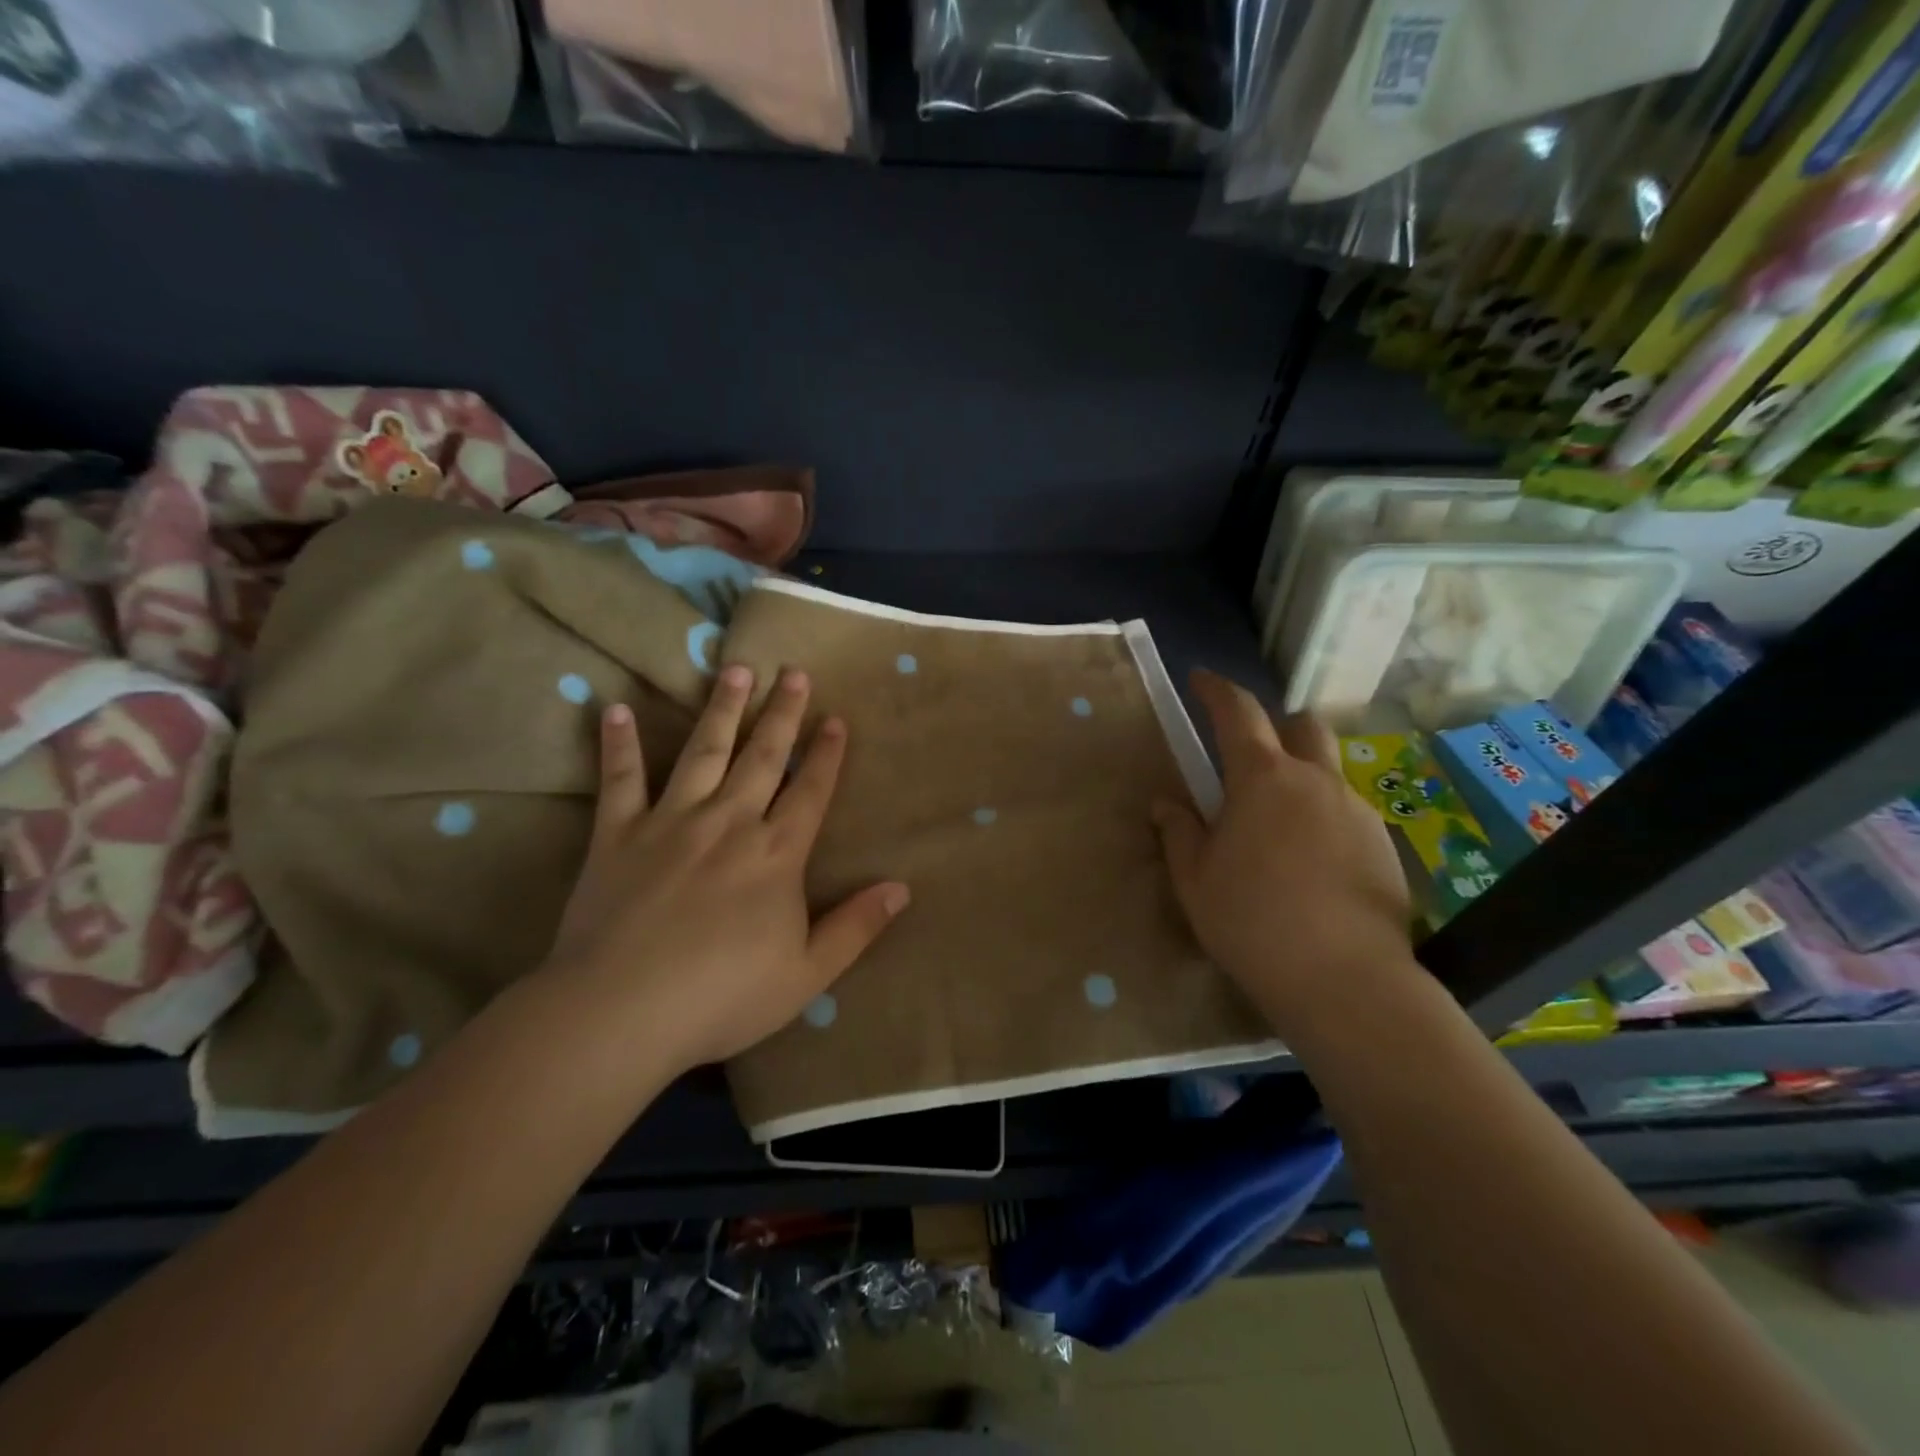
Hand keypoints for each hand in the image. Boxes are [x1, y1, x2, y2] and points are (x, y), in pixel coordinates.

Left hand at [544, 664, 909, 1072]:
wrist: (620, 1013)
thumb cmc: (721, 997)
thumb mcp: (807, 974)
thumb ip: (856, 927)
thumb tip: (903, 888)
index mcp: (776, 855)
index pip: (811, 792)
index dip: (827, 754)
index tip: (835, 717)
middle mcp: (729, 823)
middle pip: (763, 757)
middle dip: (782, 713)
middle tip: (793, 672)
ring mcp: (671, 823)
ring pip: (703, 752)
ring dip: (722, 709)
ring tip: (735, 670)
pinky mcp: (618, 835)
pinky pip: (620, 781)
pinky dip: (619, 745)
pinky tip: (616, 710)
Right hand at [1151, 671, 1417, 1041]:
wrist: (1345, 981)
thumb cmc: (1252, 922)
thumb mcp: (1196, 879)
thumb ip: (1179, 832)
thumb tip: (1166, 802)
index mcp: (1263, 780)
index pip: (1238, 712)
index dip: (1217, 690)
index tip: (1201, 679)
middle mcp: (1317, 781)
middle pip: (1303, 726)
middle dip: (1276, 725)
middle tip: (1250, 757)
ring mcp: (1357, 812)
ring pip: (1329, 772)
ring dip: (1302, 778)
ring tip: (1279, 826)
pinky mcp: (1385, 847)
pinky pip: (1347, 813)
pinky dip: (1324, 818)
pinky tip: (1311, 864)